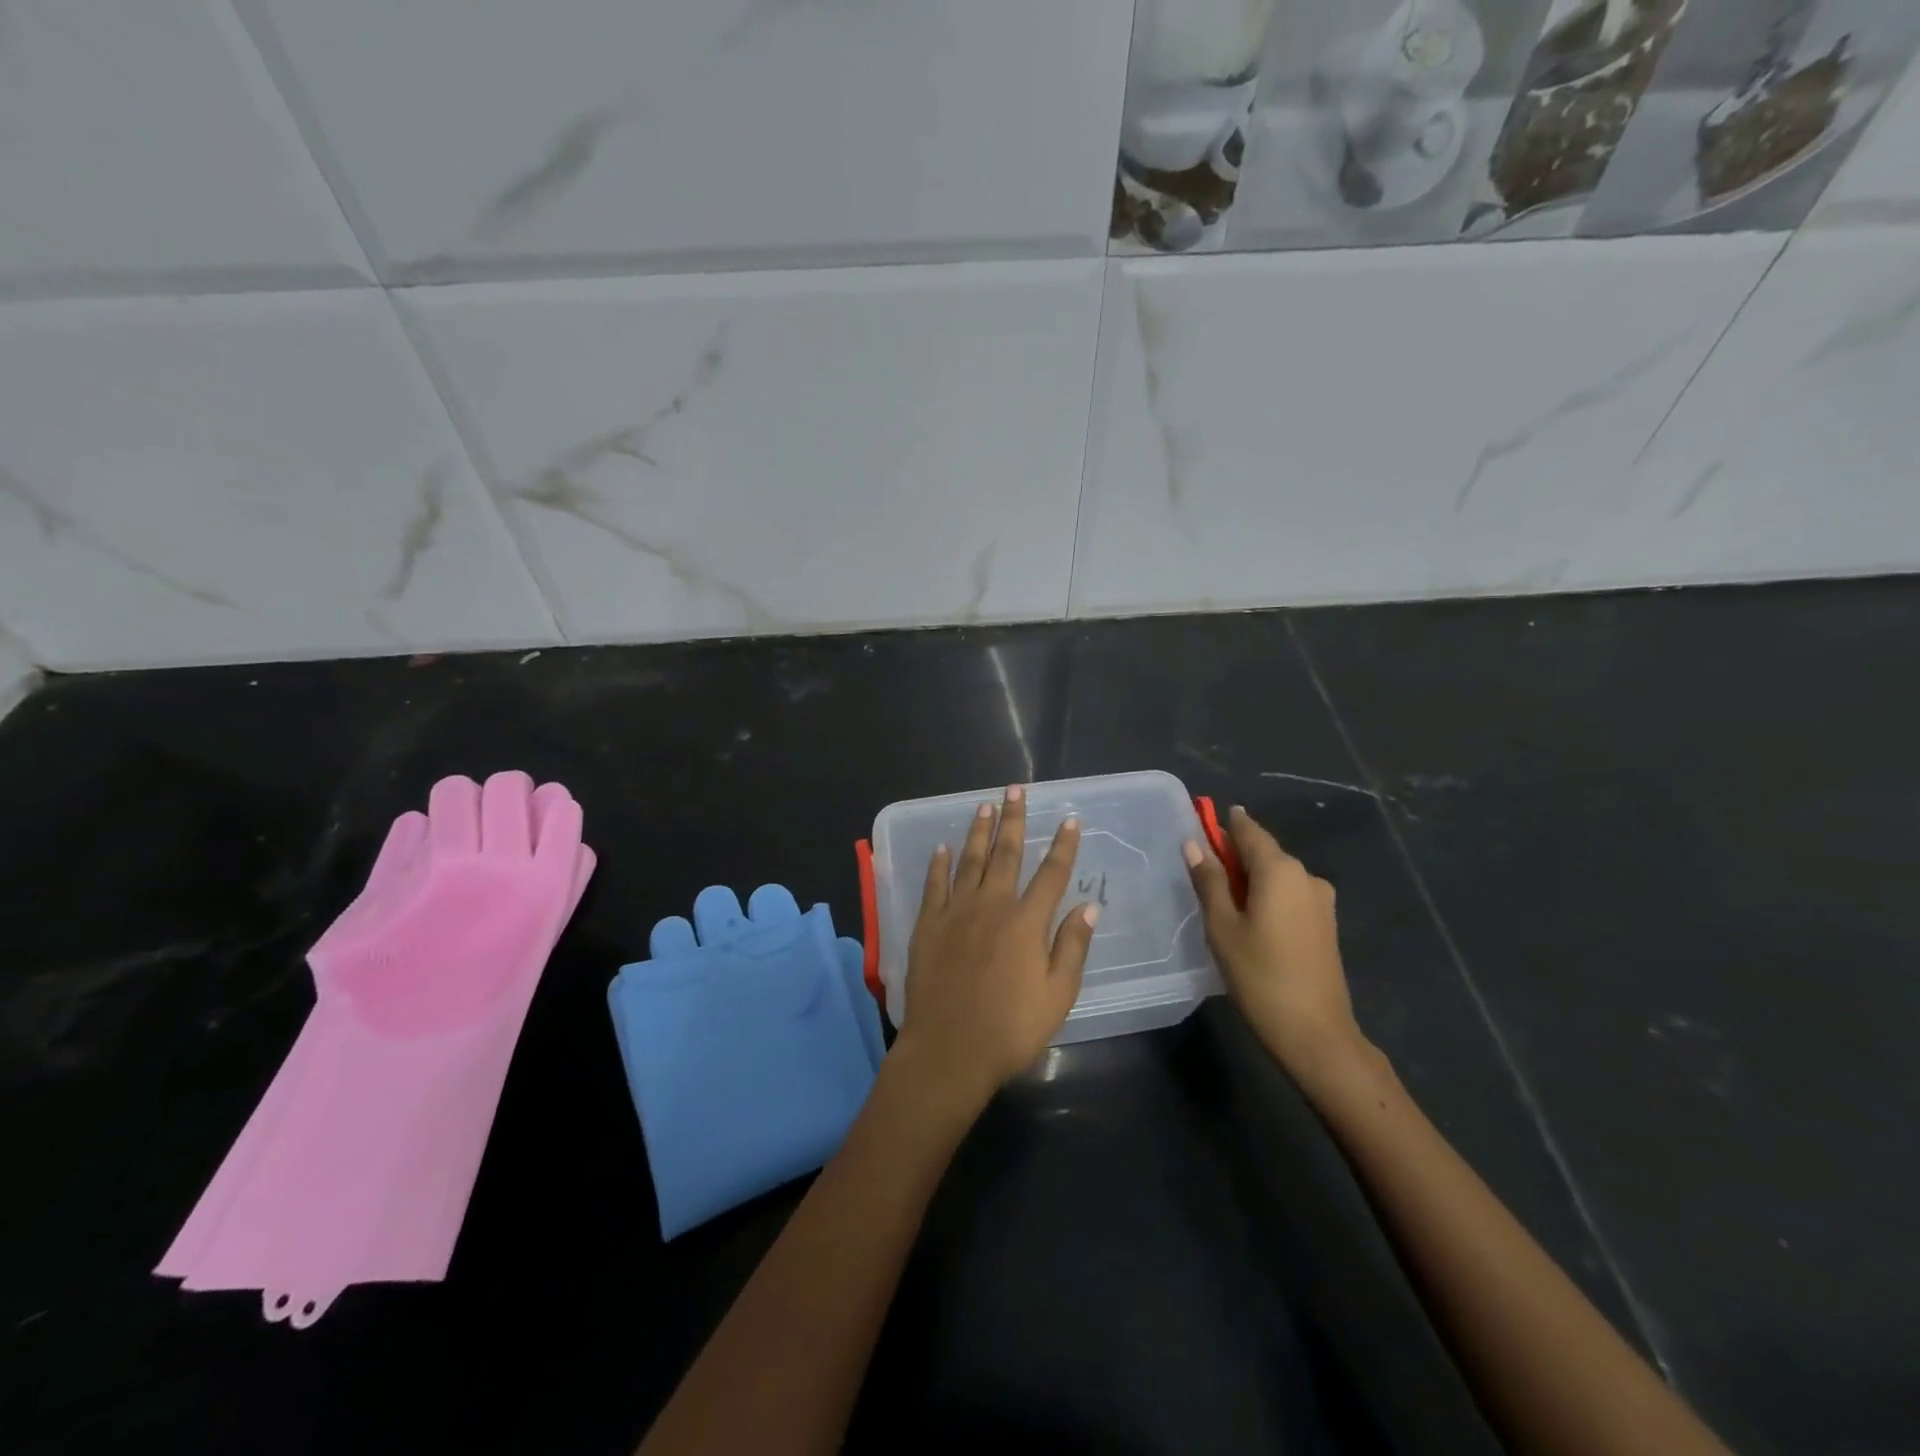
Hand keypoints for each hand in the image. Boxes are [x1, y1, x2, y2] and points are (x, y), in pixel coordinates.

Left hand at [895, 786, 1097, 1110]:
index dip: (1063, 845)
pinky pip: (934, 884)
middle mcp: (991, 905)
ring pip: (969, 860)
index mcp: (1026, 922)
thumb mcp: (1057, 995)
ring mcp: (956, 912)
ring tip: (984, 805)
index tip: (1069, 819)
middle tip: (1014, 789)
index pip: (1051, 873)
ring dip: (978, 831)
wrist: (949, 1050)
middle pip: (1005, 853)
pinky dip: (939, 863)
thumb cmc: (1010, 1029)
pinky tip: (942, 847)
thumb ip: (1072, 946)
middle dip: (1012, 819)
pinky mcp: (928, 924)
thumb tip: (1089, 905)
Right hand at [1185, 805, 1369, 1086]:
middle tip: (1203, 872)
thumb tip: (1193, 844)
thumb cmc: (1260, 975)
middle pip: (1264, 852)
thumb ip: (1209, 881)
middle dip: (1234, 855)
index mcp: (1280, 870)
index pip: (1248, 831)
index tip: (1202, 820)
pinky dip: (1268, 897)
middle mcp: (1306, 876)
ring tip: (1223, 903)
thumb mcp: (1222, 927)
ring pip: (1278, 876)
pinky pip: (1290, 895)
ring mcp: (1321, 901)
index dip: (1224, 824)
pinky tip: (1250, 921)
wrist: (1315, 1033)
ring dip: (1251, 879)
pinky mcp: (1325, 924)